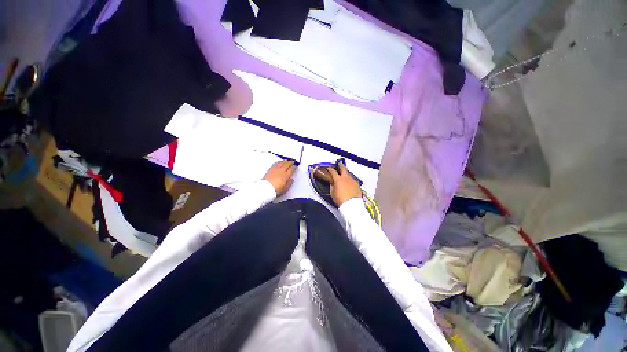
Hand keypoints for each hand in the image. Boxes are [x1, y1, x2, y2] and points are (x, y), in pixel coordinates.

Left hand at [263, 160, 296, 195]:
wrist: (266, 188)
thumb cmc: (275, 190)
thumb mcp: (285, 189)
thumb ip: (289, 183)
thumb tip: (291, 180)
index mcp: (286, 175)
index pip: (292, 169)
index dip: (294, 167)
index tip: (295, 166)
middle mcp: (281, 171)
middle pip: (287, 164)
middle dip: (291, 162)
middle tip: (293, 162)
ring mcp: (276, 169)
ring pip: (282, 163)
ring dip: (285, 161)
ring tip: (287, 160)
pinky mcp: (270, 169)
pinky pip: (276, 163)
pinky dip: (279, 162)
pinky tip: (279, 162)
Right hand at [328, 161, 361, 205]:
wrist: (352, 205)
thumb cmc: (341, 200)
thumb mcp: (332, 193)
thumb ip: (332, 186)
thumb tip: (332, 183)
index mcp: (338, 179)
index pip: (333, 171)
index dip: (330, 169)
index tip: (329, 169)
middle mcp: (346, 178)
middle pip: (343, 168)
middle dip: (340, 165)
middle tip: (339, 164)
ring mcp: (352, 181)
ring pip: (349, 174)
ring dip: (346, 174)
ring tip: (344, 176)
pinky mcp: (357, 185)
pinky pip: (353, 180)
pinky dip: (350, 181)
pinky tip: (349, 184)